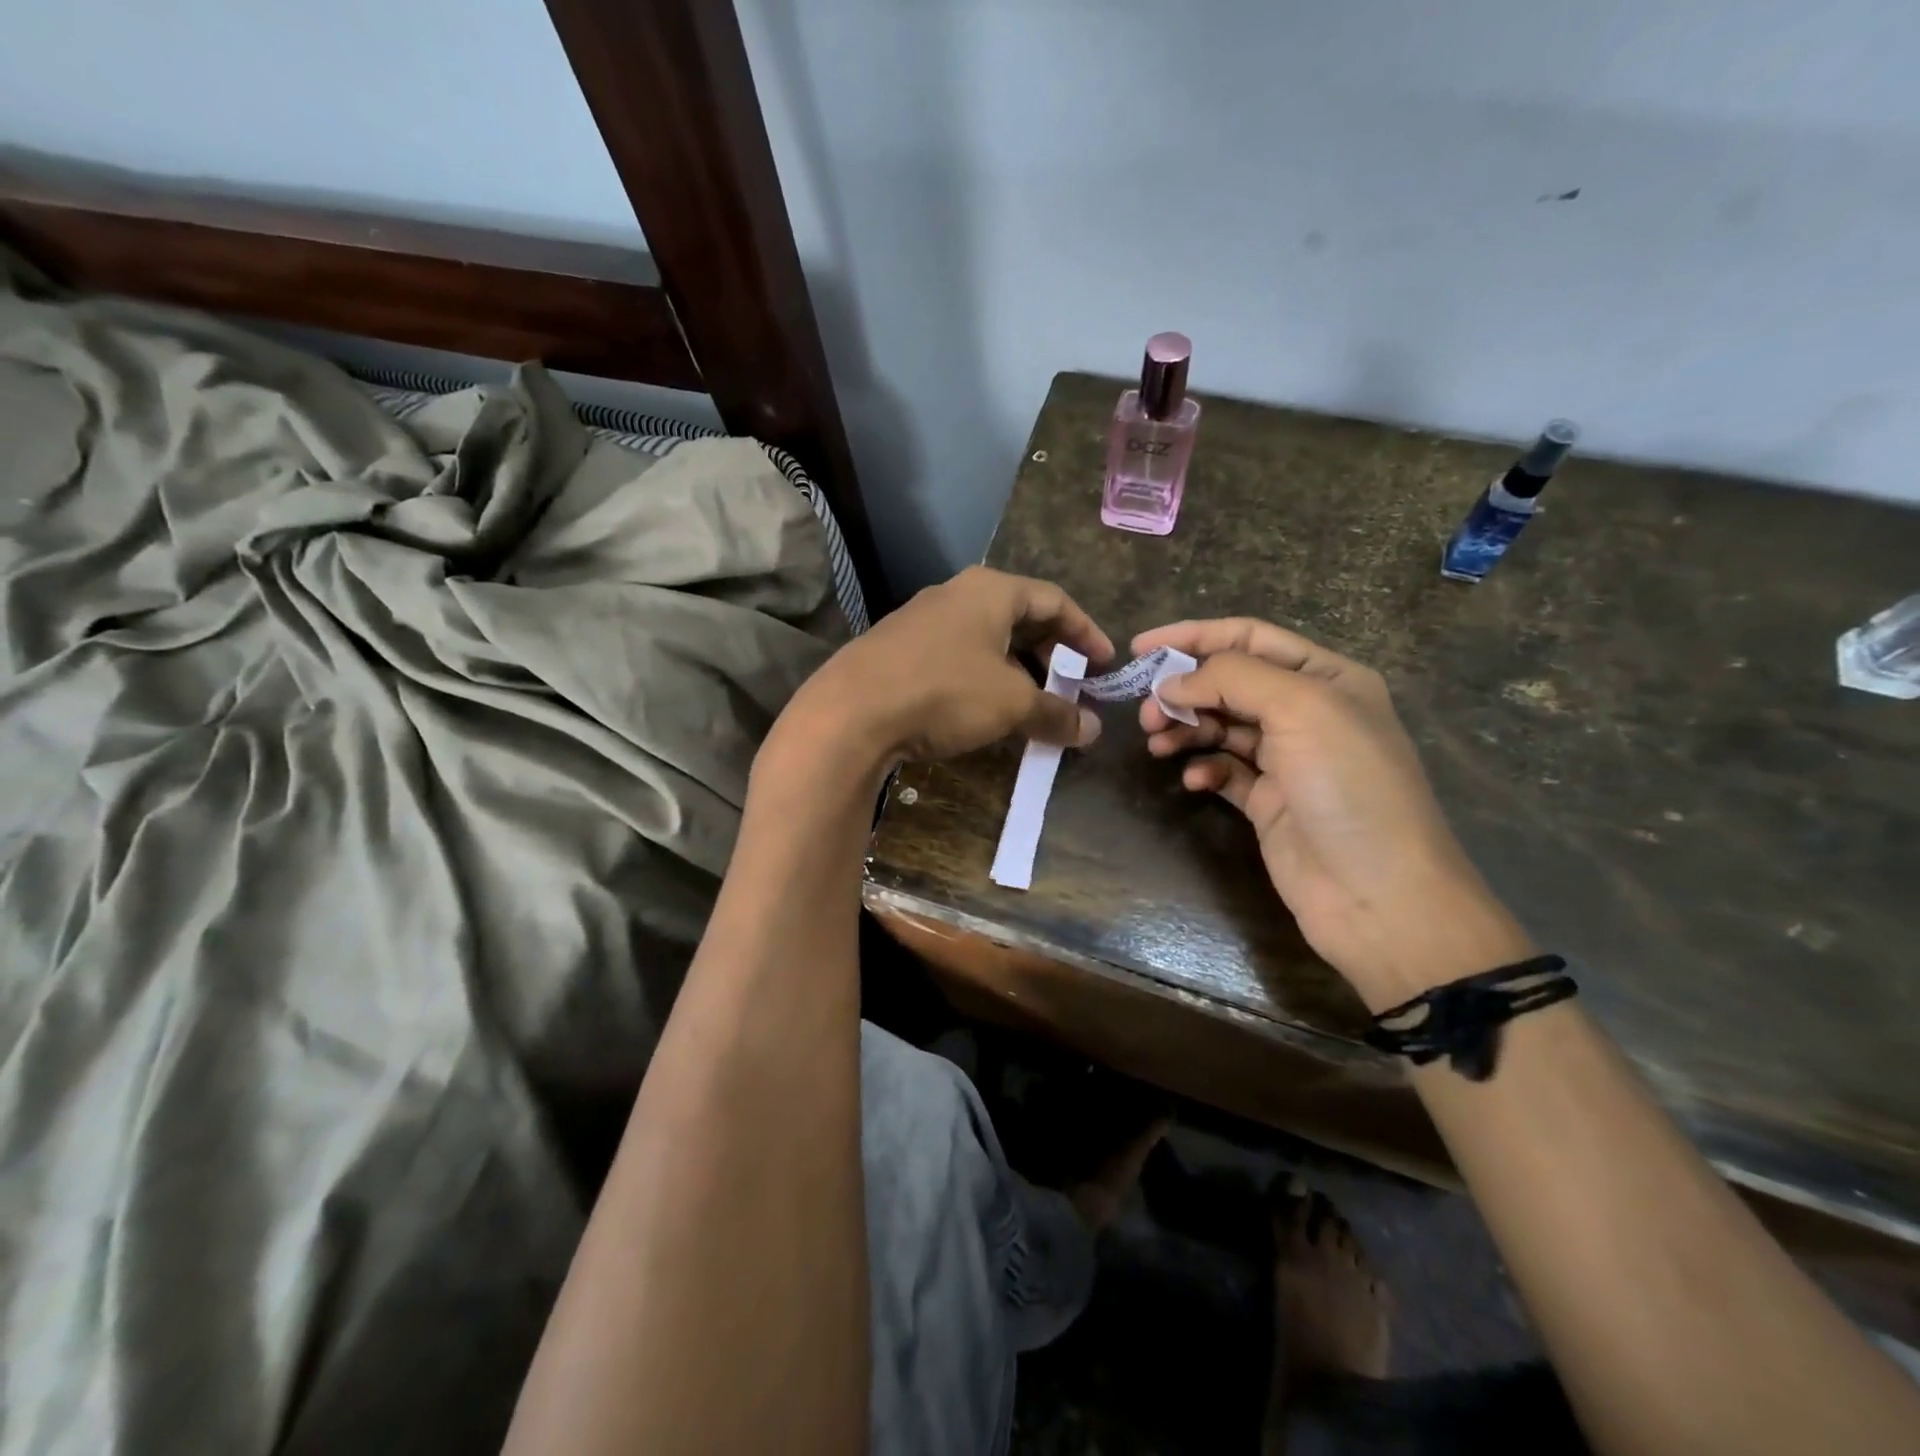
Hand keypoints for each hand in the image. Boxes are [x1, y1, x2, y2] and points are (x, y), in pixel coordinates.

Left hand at [777, 566, 1112, 768]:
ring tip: (1032, 702)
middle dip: (1049, 651)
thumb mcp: (1011, 704)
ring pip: (985, 638)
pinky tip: (984, 709)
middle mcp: (955, 595)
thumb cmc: (944, 692)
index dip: (1085, 632)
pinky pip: (956, 656)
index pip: (1054, 600)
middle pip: (1019, 616)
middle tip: (1070, 683)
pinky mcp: (897, 649)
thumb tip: (1093, 729)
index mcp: (990, 591)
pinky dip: (982, 678)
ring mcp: (921, 620)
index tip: (1105, 663)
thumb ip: (1057, 713)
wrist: (850, 713)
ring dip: (1015, 669)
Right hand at [1136, 618, 1531, 1008]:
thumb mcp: (1300, 709)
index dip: (1193, 637)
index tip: (1140, 647)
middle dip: (1184, 690)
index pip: (1249, 638)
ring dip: (1186, 728)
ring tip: (1157, 743)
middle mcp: (1307, 712)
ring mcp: (1287, 759)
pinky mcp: (1268, 801)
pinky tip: (1194, 781)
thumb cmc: (1348, 786)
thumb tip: (1172, 682)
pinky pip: (1224, 770)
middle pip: (1228, 683)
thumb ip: (1232, 678)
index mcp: (1326, 677)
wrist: (1379, 894)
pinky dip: (1204, 769)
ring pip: (1220, 727)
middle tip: (1147, 712)